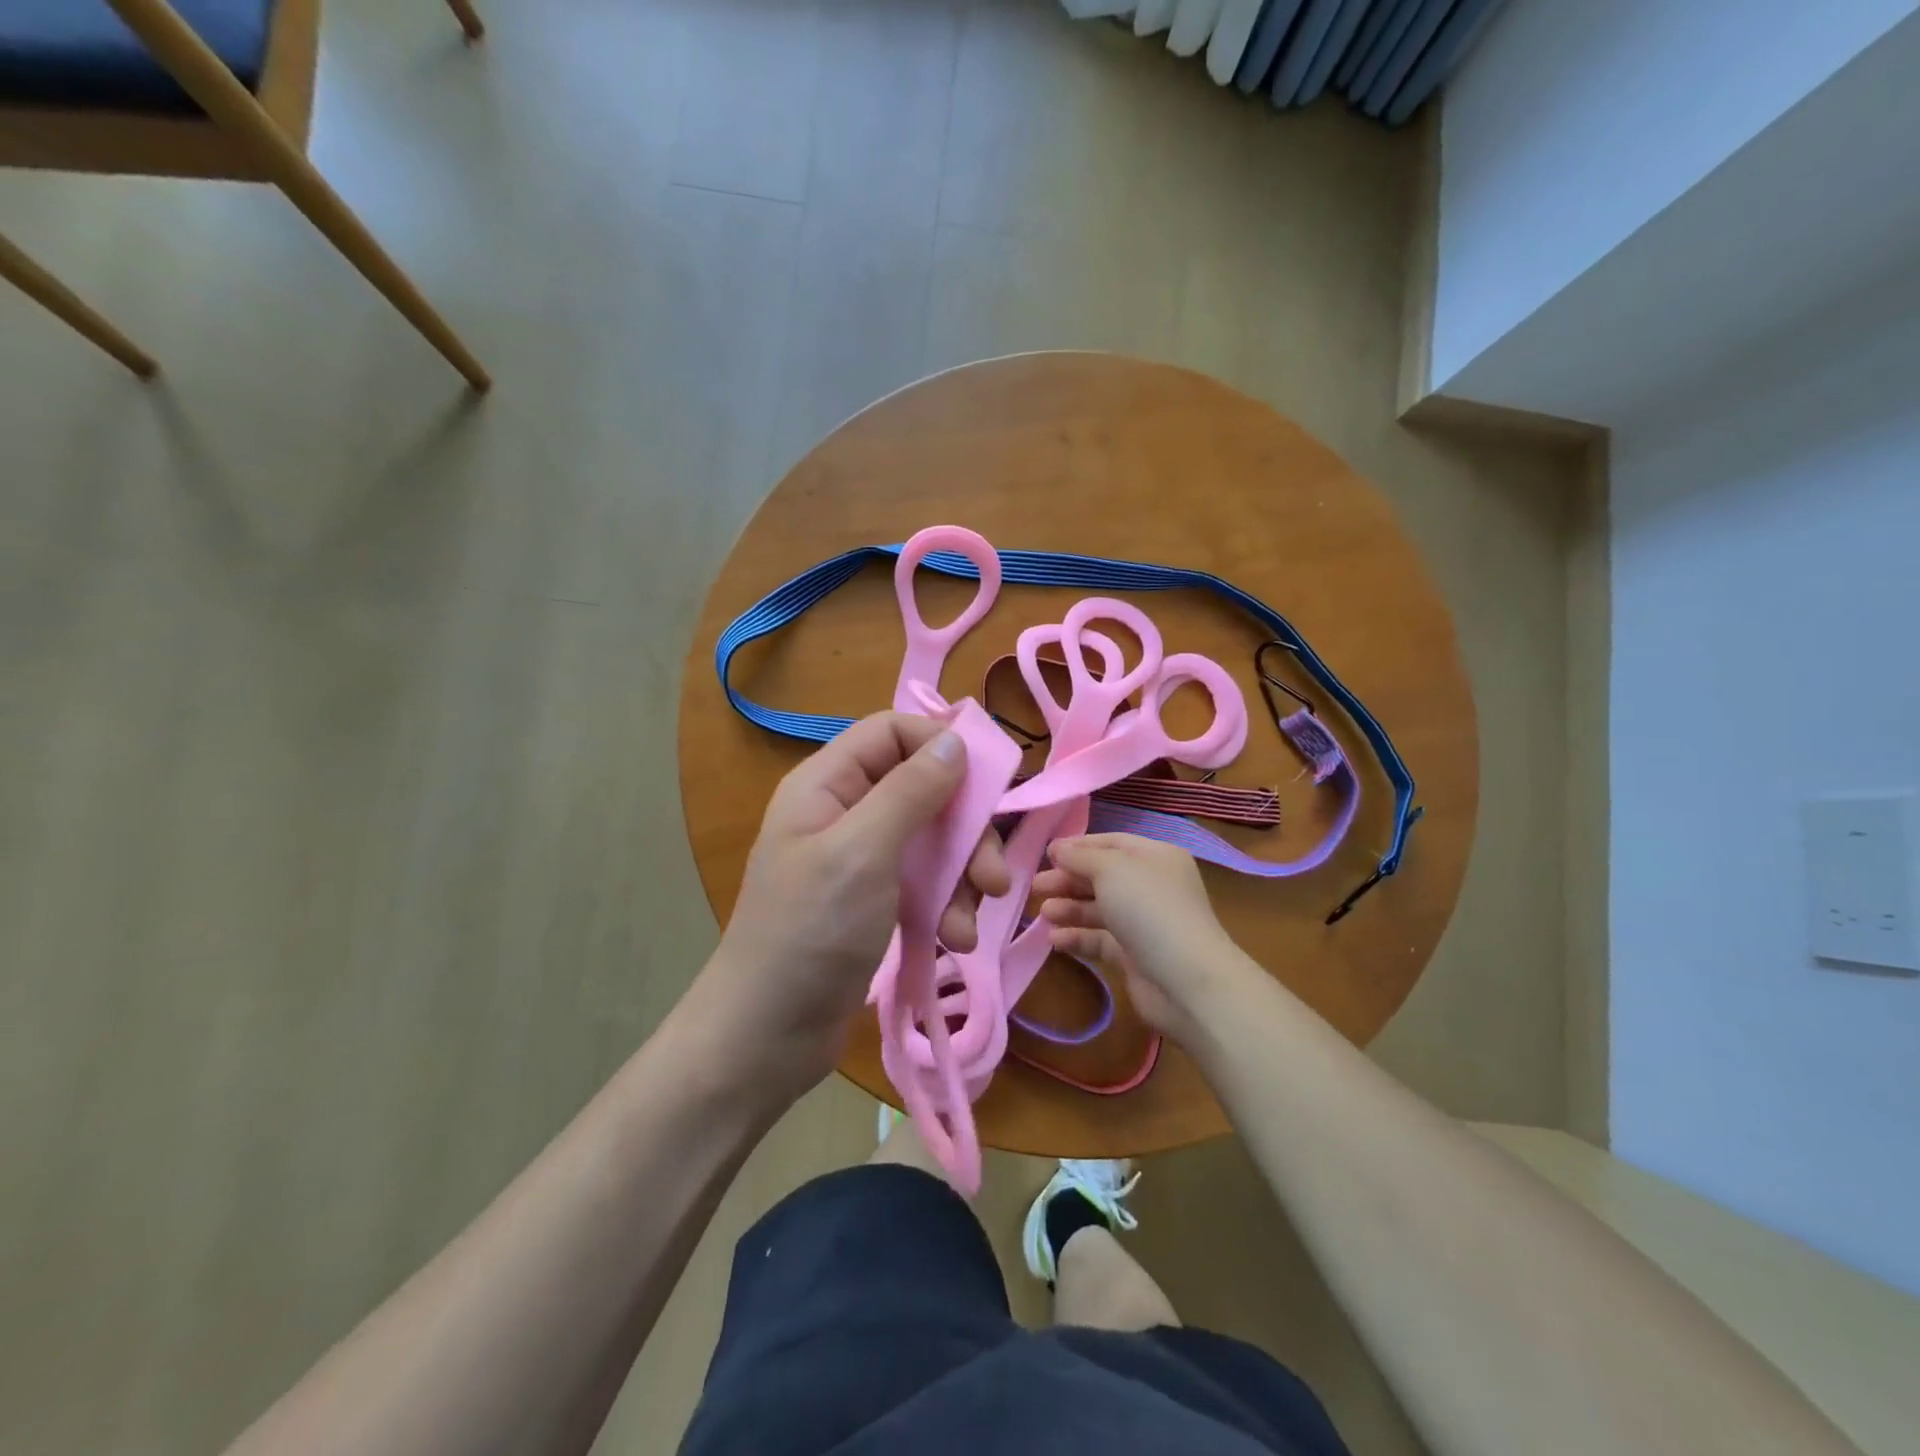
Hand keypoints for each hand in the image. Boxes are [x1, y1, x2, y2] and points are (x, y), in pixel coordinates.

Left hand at [695, 712, 1010, 1101]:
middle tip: (994, 878)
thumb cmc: (809, 933)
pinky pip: (926, 882)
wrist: (766, 1038)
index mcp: (828, 784)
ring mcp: (863, 859)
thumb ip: (910, 791)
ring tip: (969, 925)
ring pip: (934, 839)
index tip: (988, 782)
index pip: (892, 732)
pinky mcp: (877, 900)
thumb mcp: (862, 853)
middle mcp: (847, 812)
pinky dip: (947, 905)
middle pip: (924, 789)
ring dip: (963, 878)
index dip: (941, 745)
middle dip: (966, 831)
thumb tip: (954, 739)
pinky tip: (954, 940)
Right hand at [1033, 834, 1244, 1041]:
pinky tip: (1054, 940)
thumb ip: (1080, 856)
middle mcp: (1151, 886)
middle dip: (1068, 879)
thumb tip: (1057, 848)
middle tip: (1035, 886)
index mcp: (1155, 857)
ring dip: (1069, 908)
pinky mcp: (1134, 956)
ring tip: (1043, 912)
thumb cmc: (1149, 910)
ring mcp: (1144, 922)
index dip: (1078, 847)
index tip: (1045, 854)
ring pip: (1099, 908)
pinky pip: (1100, 939)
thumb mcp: (1111, 869)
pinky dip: (1078, 937)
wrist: (1186, 981)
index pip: (1111, 842)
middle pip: (1102, 876)